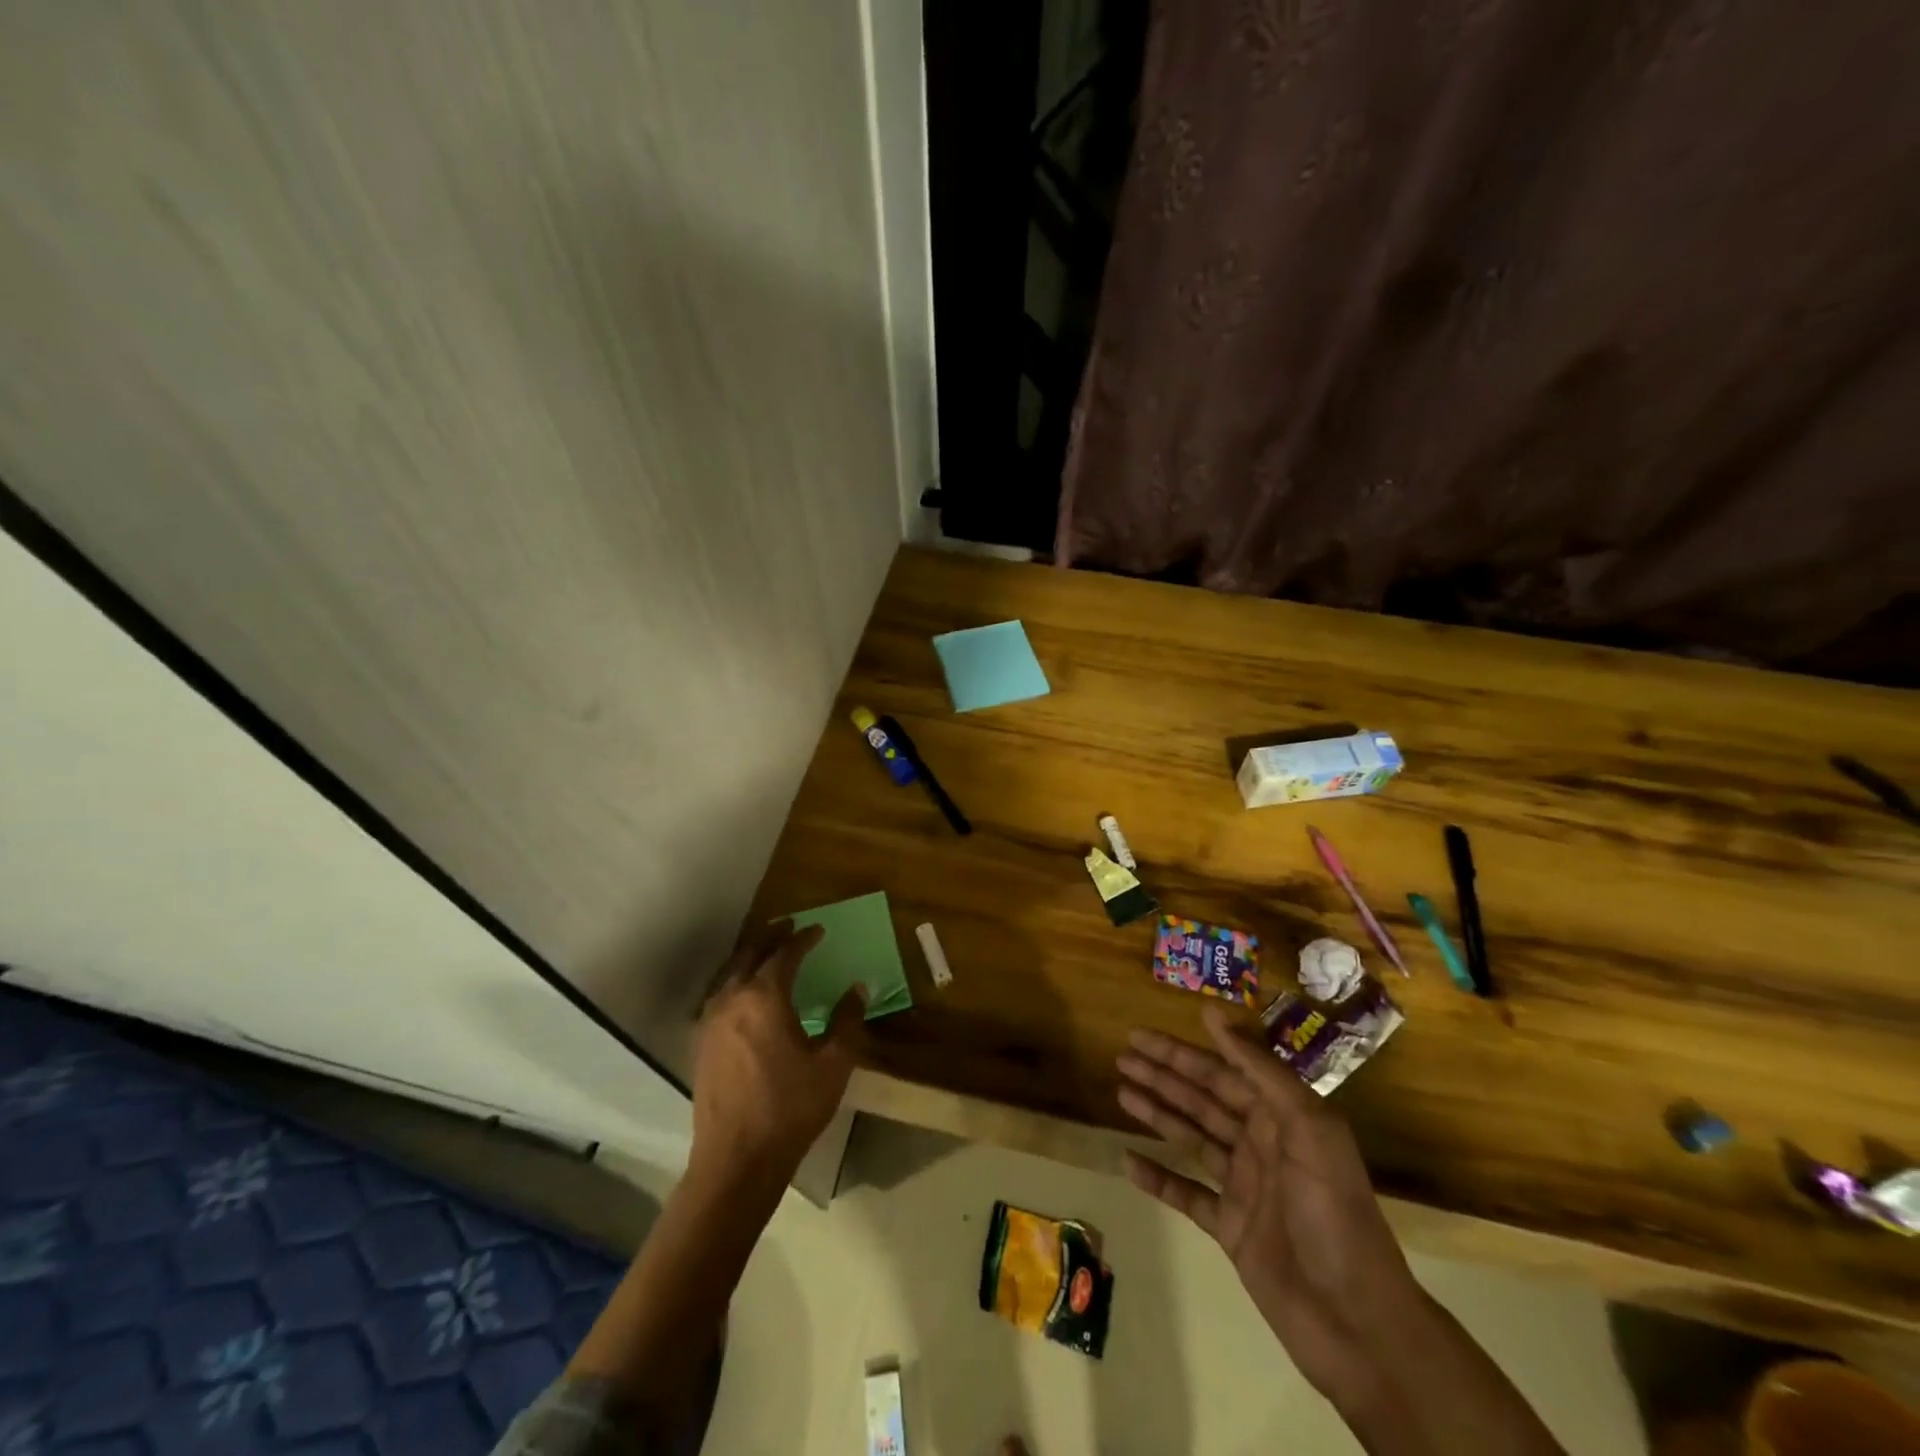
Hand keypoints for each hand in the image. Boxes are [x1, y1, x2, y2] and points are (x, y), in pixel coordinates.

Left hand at [689, 921, 863, 1192]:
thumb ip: (847, 1021)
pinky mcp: (699, 1043)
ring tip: (764, 950)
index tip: (818, 930)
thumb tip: (858, 988)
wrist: (737, 1159)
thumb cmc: (790, 1108)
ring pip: (728, 972)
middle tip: (788, 926)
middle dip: (771, 936)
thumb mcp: (833, 1064)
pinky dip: (731, 979)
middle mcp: (732, 999)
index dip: (803, 939)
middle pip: (750, 954)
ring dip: (748, 955)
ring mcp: (710, 1020)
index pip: (785, 954)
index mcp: (765, 997)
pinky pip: (715, 994)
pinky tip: (740, 991)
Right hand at [1116, 1004, 1425, 1404]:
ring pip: (1191, 1138)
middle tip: (1121, 1056)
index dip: (1180, 1052)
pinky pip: (1186, 1194)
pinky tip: (1127, 1161)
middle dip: (1162, 1076)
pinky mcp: (1231, 1229)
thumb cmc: (1333, 1213)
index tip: (1143, 1034)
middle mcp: (1261, 1144)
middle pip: (1201, 1100)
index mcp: (1281, 1117)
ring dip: (1157, 1114)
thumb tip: (1214, 1013)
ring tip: (1120, 1092)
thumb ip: (1261, 1069)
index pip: (1221, 1072)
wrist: (1358, 1322)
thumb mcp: (1308, 1127)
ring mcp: (1244, 1187)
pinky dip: (1158, 1178)